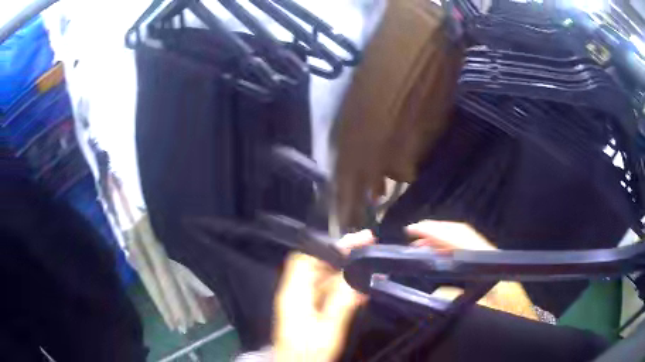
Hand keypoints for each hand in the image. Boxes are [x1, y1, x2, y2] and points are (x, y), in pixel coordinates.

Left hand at [274, 230, 373, 361]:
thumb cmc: (308, 353)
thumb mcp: (327, 331)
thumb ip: (342, 304)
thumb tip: (359, 279)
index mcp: (294, 294)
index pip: (305, 258)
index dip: (327, 246)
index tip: (353, 241)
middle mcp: (295, 293)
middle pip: (316, 265)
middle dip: (341, 253)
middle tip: (367, 245)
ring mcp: (302, 302)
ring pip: (323, 277)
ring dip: (344, 268)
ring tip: (369, 261)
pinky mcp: (309, 310)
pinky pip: (326, 290)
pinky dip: (342, 284)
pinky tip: (360, 285)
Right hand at [405, 220, 537, 319]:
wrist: (521, 318)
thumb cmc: (504, 315)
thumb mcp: (481, 313)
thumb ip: (457, 302)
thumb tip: (434, 292)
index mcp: (488, 264)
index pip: (460, 239)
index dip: (436, 231)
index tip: (413, 230)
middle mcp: (488, 256)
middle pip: (461, 235)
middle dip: (435, 231)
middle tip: (412, 236)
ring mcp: (488, 260)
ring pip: (463, 242)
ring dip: (440, 241)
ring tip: (420, 247)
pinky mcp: (488, 268)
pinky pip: (465, 253)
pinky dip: (448, 251)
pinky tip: (439, 259)